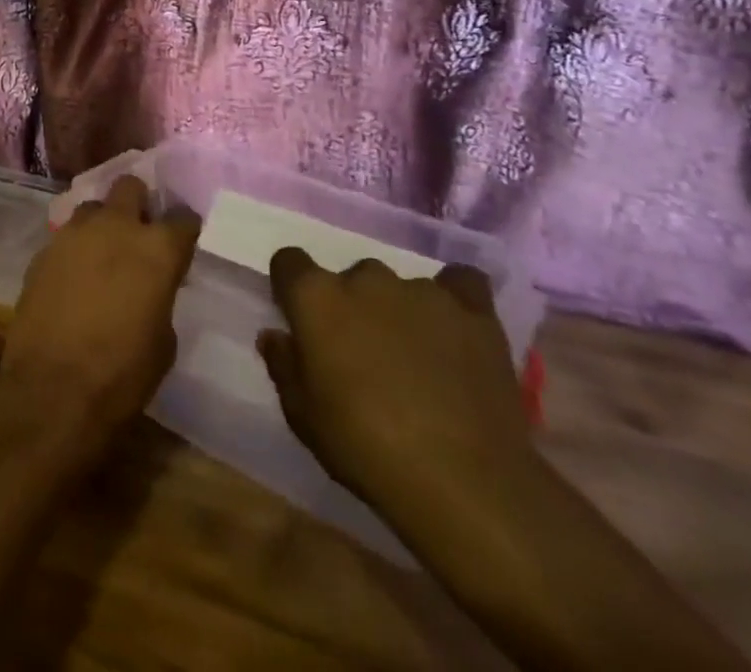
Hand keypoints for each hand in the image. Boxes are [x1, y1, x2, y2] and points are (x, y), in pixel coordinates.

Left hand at [0, 177, 199, 444]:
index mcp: (156, 249)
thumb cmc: (122, 374)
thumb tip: (150, 285)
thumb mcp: (163, 340)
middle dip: (138, 202)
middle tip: (139, 230)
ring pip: (93, 206)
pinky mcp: (43, 250)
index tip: (183, 239)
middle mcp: (115, 227)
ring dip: (102, 223)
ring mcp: (74, 234)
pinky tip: (74, 276)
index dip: (184, 227)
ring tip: (102, 252)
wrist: (53, 389)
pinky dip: (75, 249)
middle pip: (130, 187)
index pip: (182, 218)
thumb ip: (160, 295)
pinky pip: (66, 236)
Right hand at [258, 248, 534, 512]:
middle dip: (352, 308)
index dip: (292, 290)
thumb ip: (284, 366)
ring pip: (400, 288)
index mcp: (315, 298)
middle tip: (364, 356)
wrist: (466, 487)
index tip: (301, 323)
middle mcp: (365, 279)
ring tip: (417, 359)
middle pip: (350, 278)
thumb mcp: (303, 418)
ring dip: (399, 312)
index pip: (289, 262)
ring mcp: (422, 291)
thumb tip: (276, 336)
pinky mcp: (474, 312)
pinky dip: (455, 301)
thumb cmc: (366, 450)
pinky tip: (456, 330)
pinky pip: (461, 283)